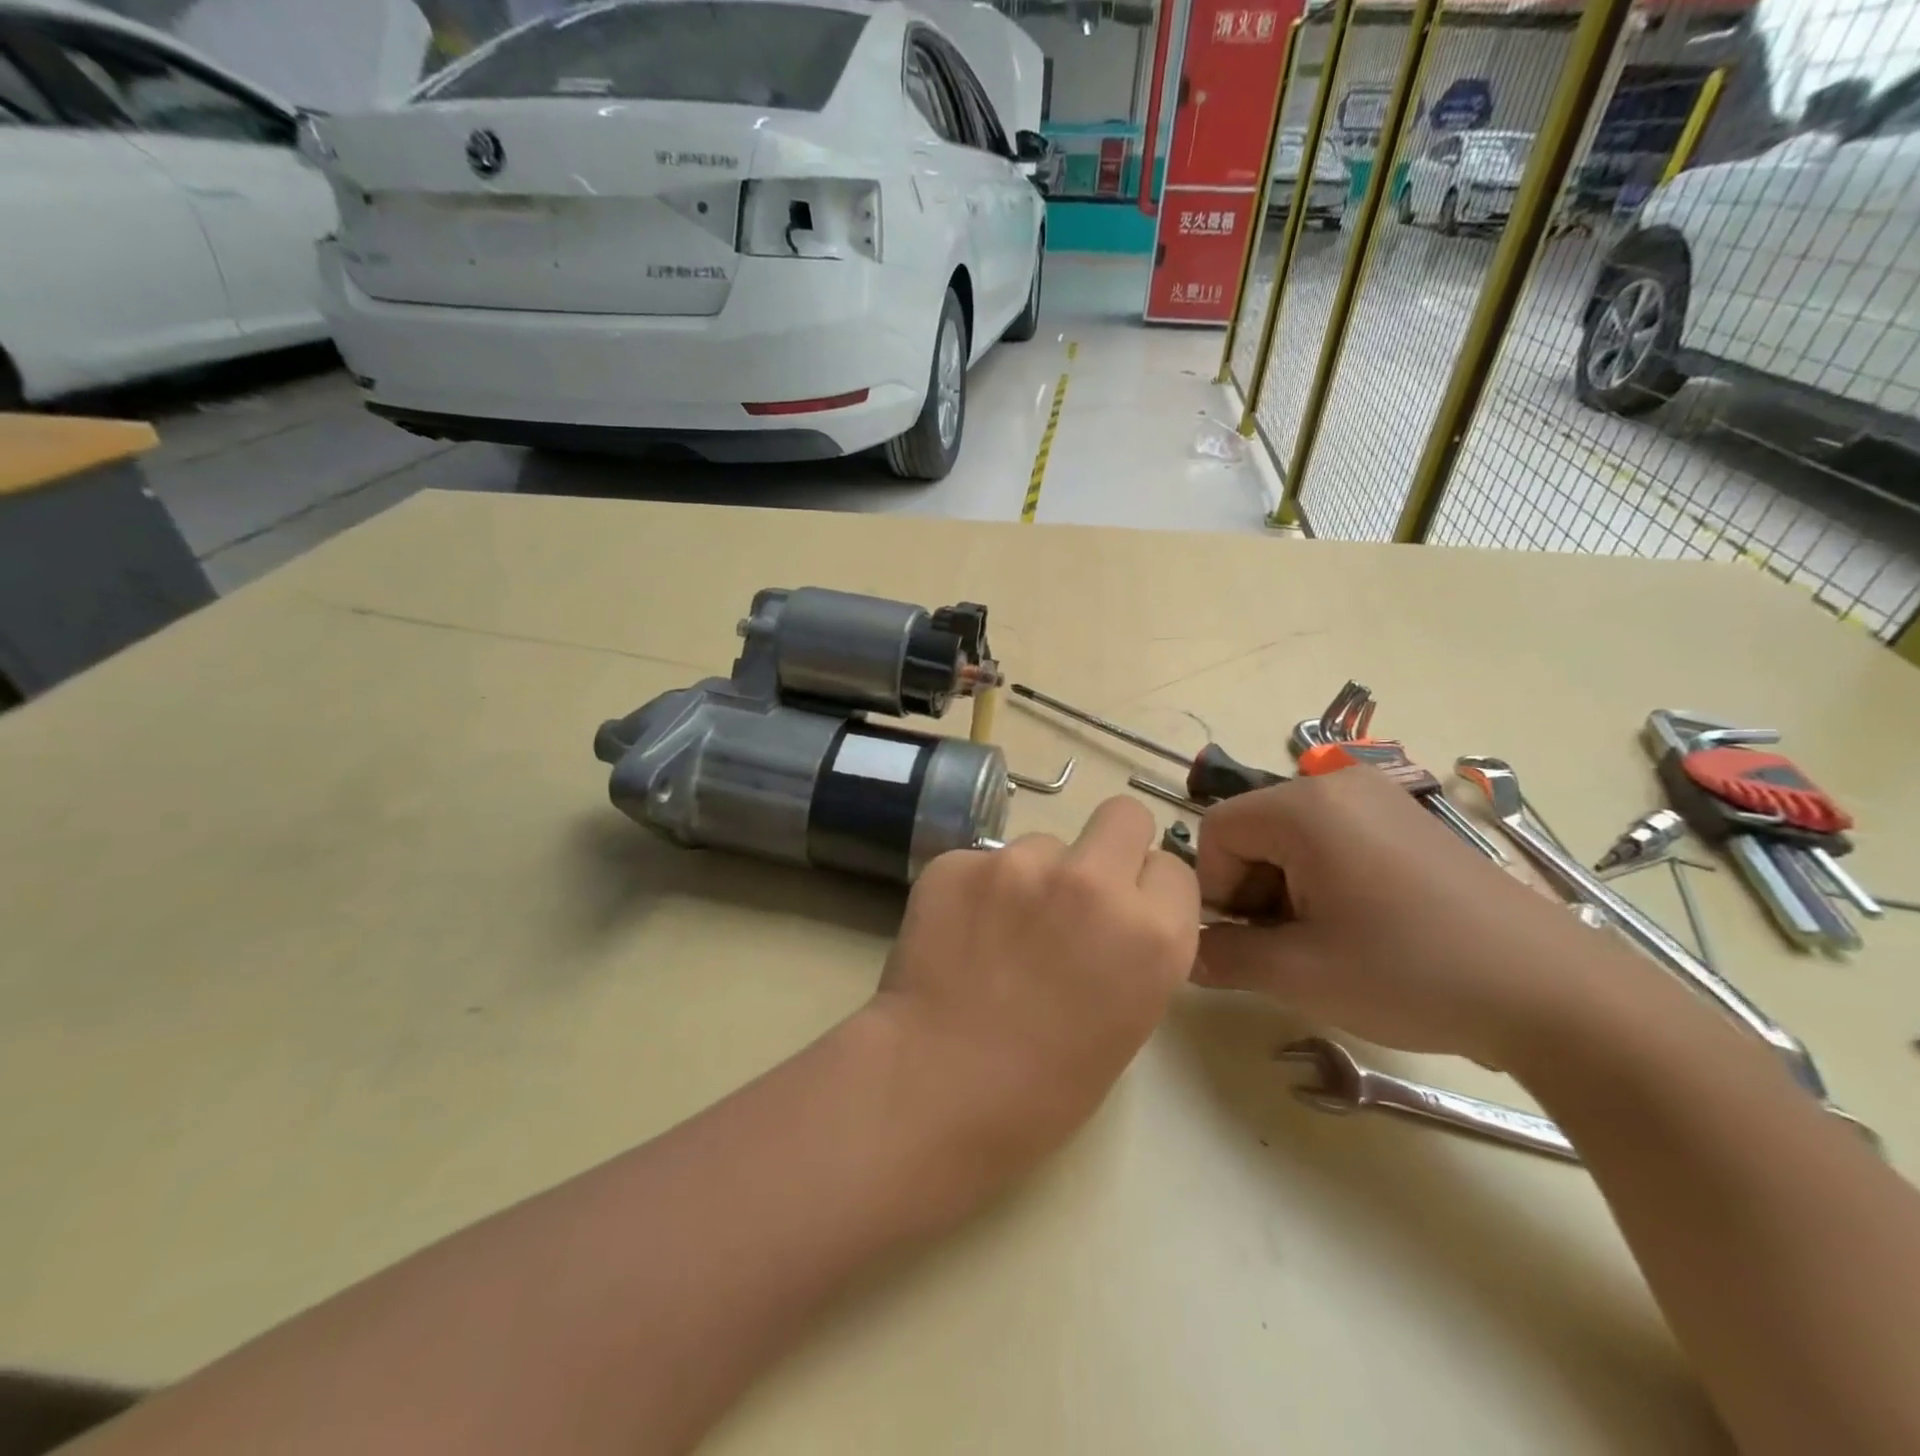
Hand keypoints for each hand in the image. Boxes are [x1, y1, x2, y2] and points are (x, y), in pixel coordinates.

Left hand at [871, 797, 1199, 1201]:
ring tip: (998, 933)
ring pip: (1043, 842)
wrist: (935, 1087)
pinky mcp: (960, 860)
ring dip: (1032, 876)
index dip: (1148, 891)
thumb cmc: (1042, 1088)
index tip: (1124, 913)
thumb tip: (1114, 917)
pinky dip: (977, 889)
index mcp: (1152, 934)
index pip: (1173, 869)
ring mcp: (1021, 863)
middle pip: (1123, 815)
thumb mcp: (1125, 1021)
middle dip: (1110, 843)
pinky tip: (958, 934)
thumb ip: (1132, 950)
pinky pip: (982, 860)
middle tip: (1077, 889)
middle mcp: (1094, 882)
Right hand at [1193, 767, 1616, 1066]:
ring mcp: (1380, 800)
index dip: (1217, 889)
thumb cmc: (1412, 973)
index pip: (1217, 831)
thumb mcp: (1299, 973)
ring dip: (1288, 890)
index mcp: (1305, 806)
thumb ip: (1223, 957)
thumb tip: (1186, 952)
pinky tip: (1362, 929)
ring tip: (1326, 944)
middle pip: (1254, 830)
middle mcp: (1338, 786)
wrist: (1557, 996)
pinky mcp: (1410, 823)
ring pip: (1292, 838)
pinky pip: (1335, 840)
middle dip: (1253, 890)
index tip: (1249, 942)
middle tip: (1288, 948)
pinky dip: (1325, 881)